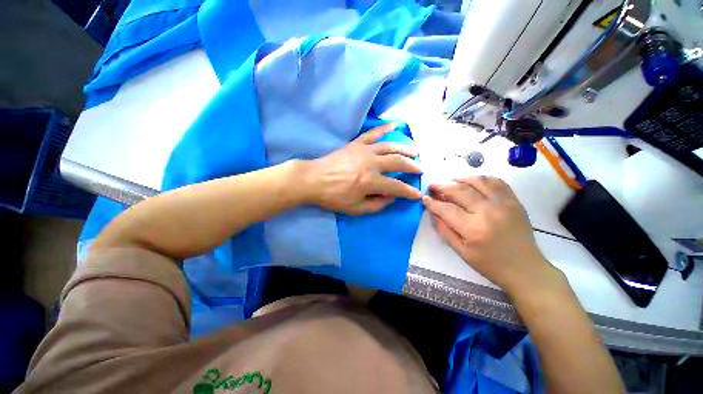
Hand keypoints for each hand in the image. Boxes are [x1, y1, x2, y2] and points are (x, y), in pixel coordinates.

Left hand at [303, 124, 422, 214]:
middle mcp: (371, 163)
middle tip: (421, 169)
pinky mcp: (356, 144)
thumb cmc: (333, 197)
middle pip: (398, 162)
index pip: (397, 186)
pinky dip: (385, 129)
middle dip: (412, 166)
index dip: (409, 192)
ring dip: (405, 149)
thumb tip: (392, 197)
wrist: (313, 180)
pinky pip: (373, 134)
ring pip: (390, 146)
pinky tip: (395, 126)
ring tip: (415, 151)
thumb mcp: (355, 208)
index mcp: (371, 181)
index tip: (418, 194)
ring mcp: (364, 151)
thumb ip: (377, 204)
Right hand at [422, 176, 559, 295]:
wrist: (525, 268)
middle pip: (460, 191)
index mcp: (473, 229)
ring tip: (450, 180)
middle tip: (432, 186)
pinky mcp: (514, 201)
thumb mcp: (460, 251)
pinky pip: (497, 182)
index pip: (446, 209)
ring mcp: (504, 204)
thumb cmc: (489, 264)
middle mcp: (488, 212)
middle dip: (442, 187)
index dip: (432, 202)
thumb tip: (432, 212)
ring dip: (461, 178)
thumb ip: (443, 230)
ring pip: (478, 181)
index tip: (424, 198)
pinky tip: (472, 180)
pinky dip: (482, 178)